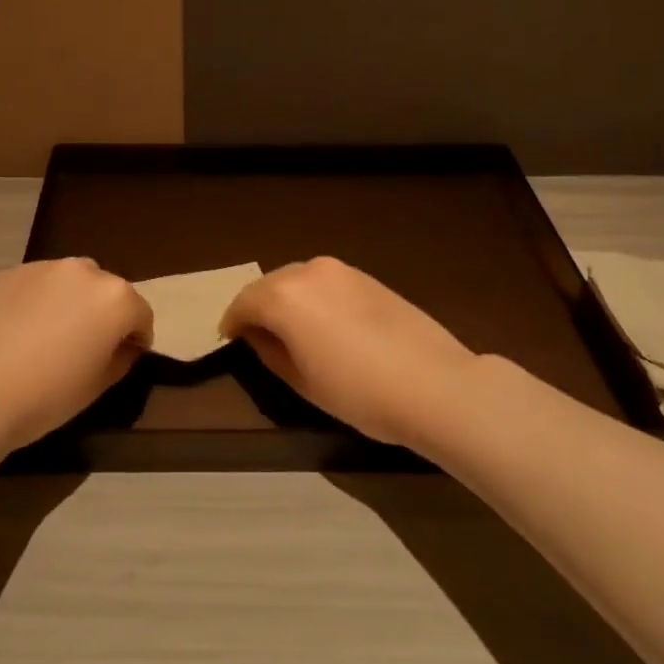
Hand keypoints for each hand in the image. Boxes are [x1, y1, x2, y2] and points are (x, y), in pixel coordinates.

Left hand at [0, 259, 152, 452]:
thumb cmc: (47, 395)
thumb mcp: (98, 386)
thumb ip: (120, 357)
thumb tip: (121, 346)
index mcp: (115, 298)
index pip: (141, 315)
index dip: (136, 339)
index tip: (123, 358)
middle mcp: (83, 271)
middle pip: (106, 291)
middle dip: (103, 314)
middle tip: (85, 346)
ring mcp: (41, 268)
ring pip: (69, 283)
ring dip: (70, 302)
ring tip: (49, 335)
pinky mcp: (6, 274)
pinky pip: (34, 286)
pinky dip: (36, 302)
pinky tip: (17, 332)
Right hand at [219, 257, 482, 454]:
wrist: (435, 385)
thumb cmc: (359, 392)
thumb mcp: (302, 382)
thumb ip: (270, 352)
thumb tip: (259, 335)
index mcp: (284, 296)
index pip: (244, 303)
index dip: (232, 323)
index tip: (228, 340)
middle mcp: (309, 272)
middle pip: (270, 285)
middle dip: (258, 307)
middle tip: (255, 335)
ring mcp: (342, 271)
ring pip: (299, 280)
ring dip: (287, 300)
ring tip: (289, 330)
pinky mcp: (368, 278)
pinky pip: (326, 283)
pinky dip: (313, 297)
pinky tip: (324, 323)